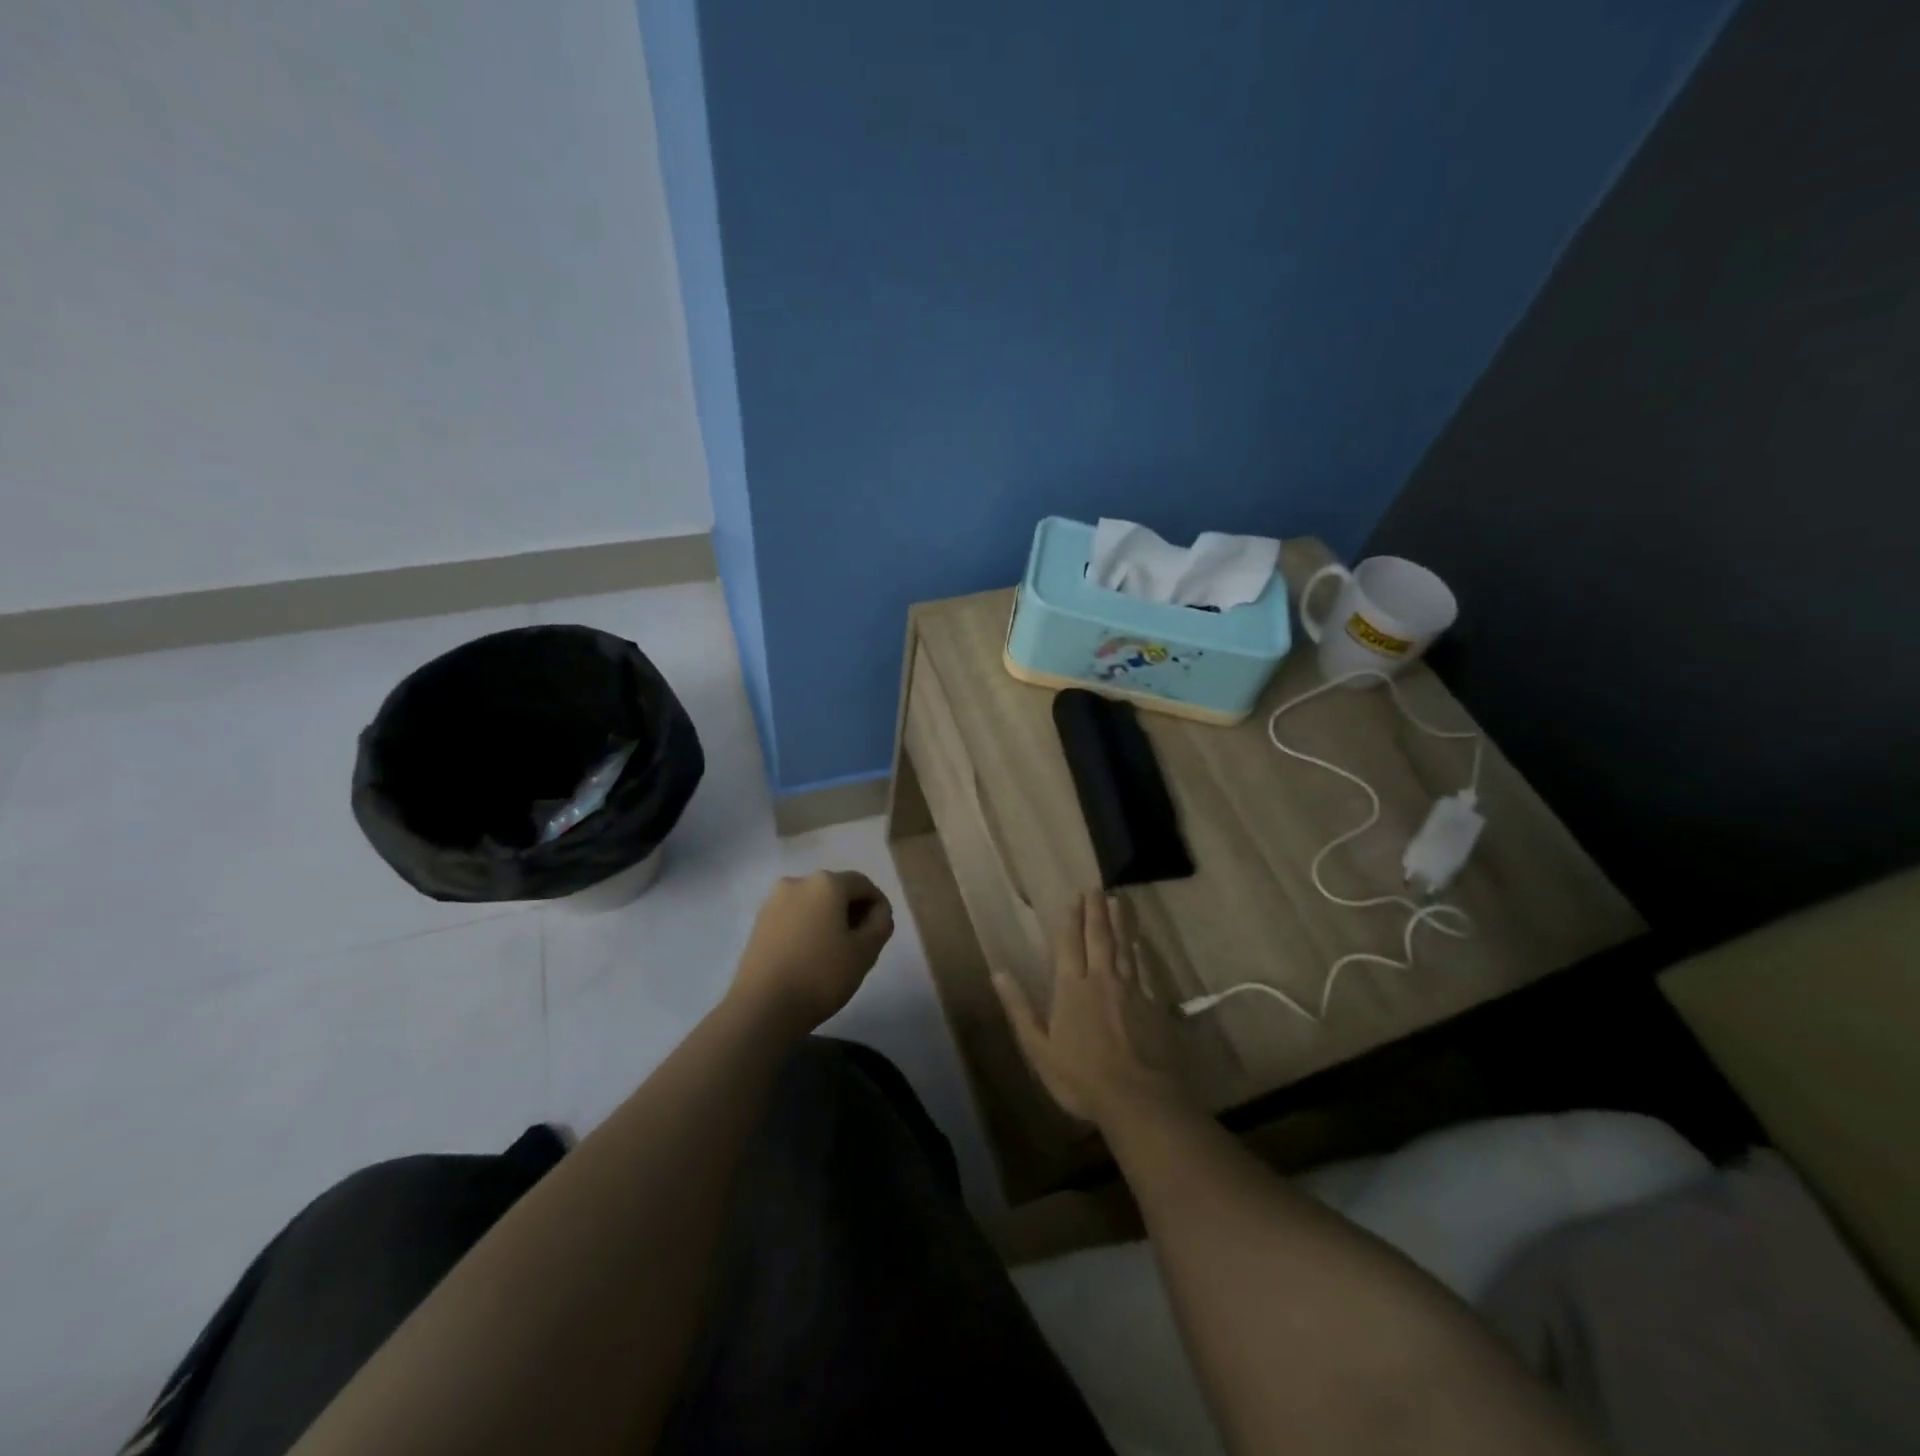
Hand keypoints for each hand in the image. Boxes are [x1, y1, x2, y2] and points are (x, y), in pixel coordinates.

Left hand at [729, 871, 894, 1035]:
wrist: (762, 1007)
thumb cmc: (820, 975)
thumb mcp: (865, 952)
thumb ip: (881, 924)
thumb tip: (878, 912)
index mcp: (826, 883)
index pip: (863, 885)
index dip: (878, 906)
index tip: (882, 932)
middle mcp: (798, 882)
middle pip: (836, 890)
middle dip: (853, 912)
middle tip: (862, 944)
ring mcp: (774, 901)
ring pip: (813, 904)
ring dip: (830, 920)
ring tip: (836, 953)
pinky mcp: (759, 922)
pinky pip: (794, 917)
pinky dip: (808, 928)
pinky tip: (811, 956)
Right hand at [993, 892, 1189, 1128]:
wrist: (1139, 1100)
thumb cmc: (1081, 1078)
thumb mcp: (1039, 1049)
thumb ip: (1020, 1009)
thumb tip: (999, 972)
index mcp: (1070, 988)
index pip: (1070, 944)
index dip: (1071, 919)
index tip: (1075, 897)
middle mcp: (1101, 980)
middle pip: (1098, 938)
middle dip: (1096, 911)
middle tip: (1097, 888)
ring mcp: (1130, 990)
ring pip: (1124, 947)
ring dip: (1120, 922)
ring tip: (1119, 901)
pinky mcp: (1153, 1004)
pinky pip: (1146, 969)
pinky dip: (1142, 952)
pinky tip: (1142, 942)